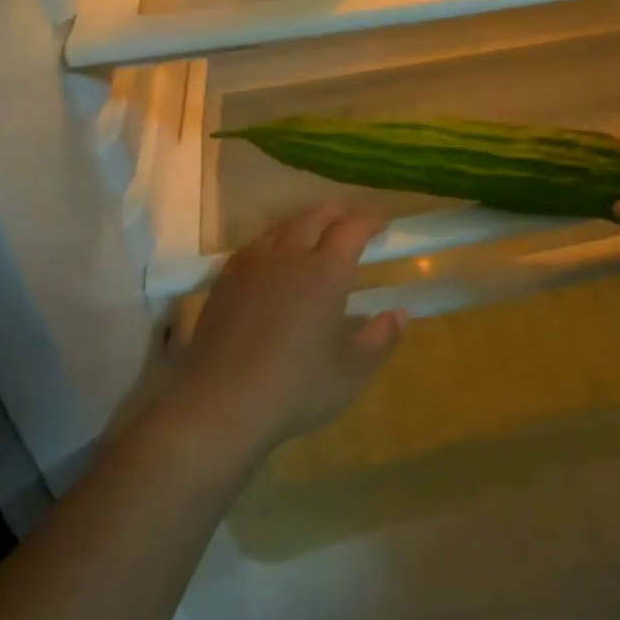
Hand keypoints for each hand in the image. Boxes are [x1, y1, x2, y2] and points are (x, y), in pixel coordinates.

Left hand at [166, 203, 406, 458]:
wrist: (219, 405)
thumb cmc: (296, 388)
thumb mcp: (352, 371)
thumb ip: (381, 337)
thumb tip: (400, 313)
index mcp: (326, 272)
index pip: (353, 228)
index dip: (371, 221)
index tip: (383, 225)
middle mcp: (289, 257)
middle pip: (315, 216)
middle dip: (338, 213)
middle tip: (351, 223)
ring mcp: (252, 267)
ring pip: (281, 227)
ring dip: (304, 223)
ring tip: (314, 235)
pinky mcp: (224, 282)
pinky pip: (253, 246)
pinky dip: (272, 242)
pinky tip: (271, 260)